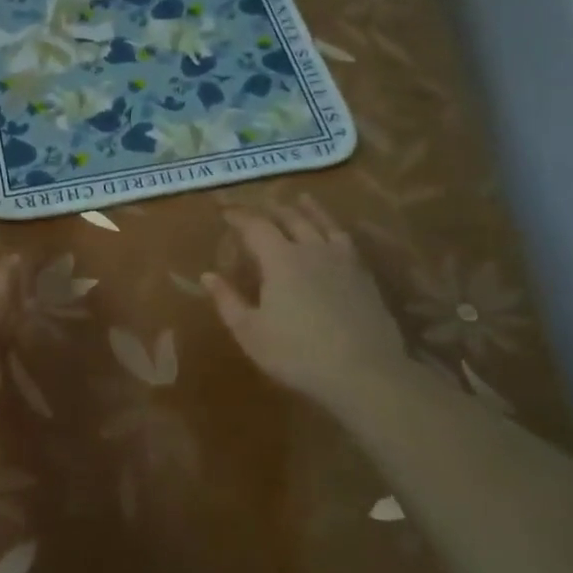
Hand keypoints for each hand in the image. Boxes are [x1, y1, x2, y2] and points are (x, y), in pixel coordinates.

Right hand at [203, 195, 409, 405]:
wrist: (365, 373)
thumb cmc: (297, 353)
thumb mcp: (250, 332)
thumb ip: (227, 301)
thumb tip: (207, 275)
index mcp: (280, 259)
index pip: (256, 226)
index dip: (239, 216)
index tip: (225, 212)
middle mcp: (311, 249)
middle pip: (291, 218)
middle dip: (271, 209)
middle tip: (259, 207)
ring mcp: (342, 260)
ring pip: (323, 223)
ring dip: (308, 209)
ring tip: (301, 199)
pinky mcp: (364, 276)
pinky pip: (346, 240)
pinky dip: (334, 227)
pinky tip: (335, 233)